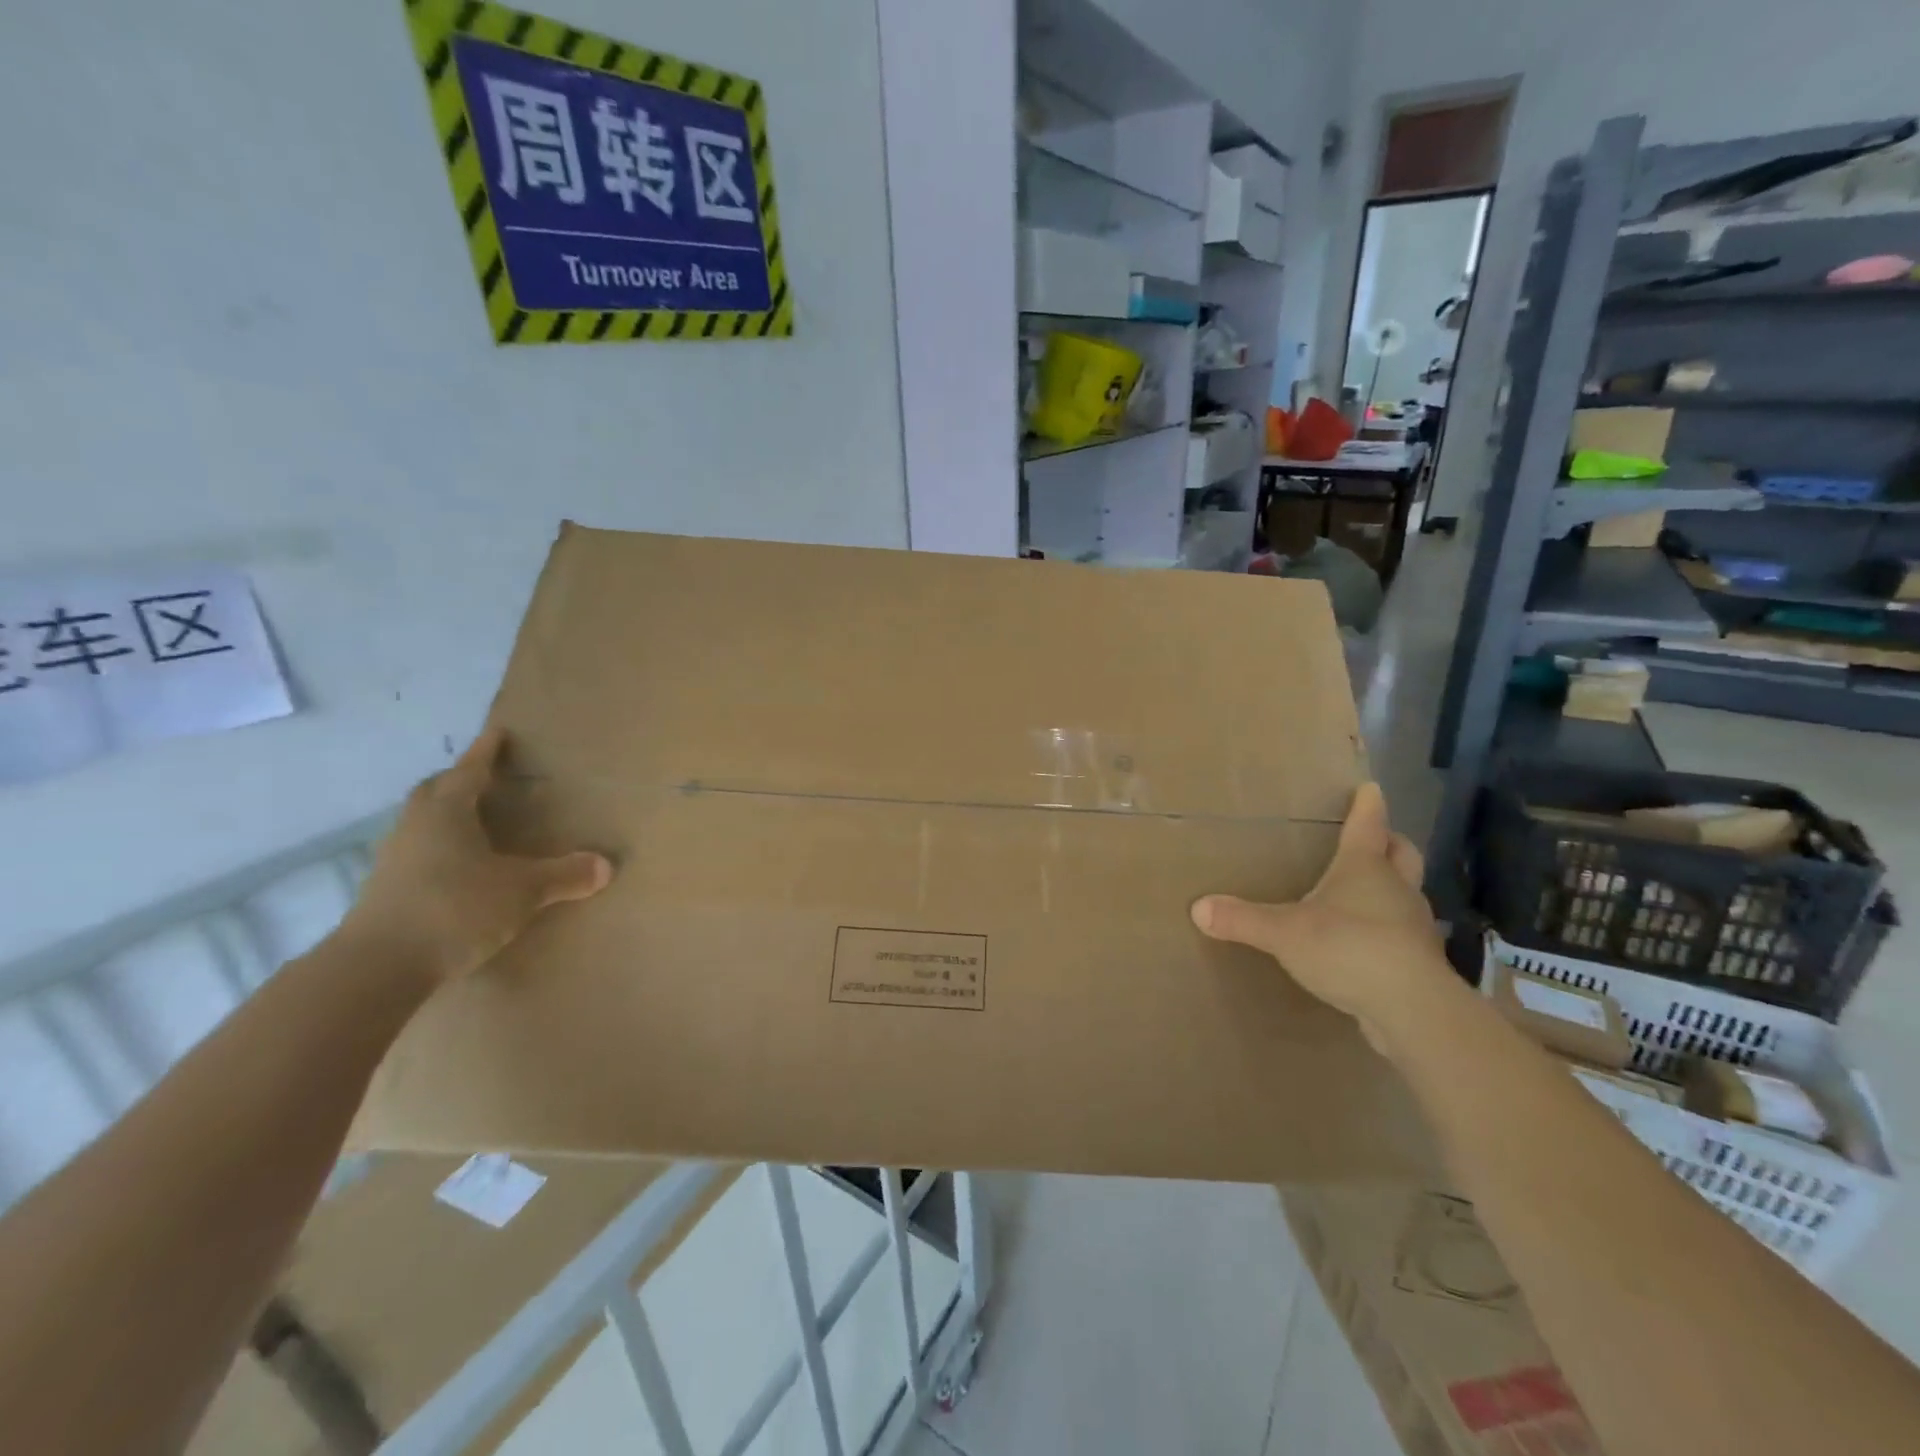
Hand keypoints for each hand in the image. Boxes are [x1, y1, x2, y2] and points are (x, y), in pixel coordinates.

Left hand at [340, 728, 613, 985]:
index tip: (498, 732)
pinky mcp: (384, 890)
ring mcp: (394, 859)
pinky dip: (437, 849)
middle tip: (485, 778)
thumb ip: (564, 876)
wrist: (376, 968)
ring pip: (421, 822)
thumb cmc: (454, 909)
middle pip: (435, 791)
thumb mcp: (522, 891)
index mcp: (446, 812)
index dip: (487, 752)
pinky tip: (455, 868)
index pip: (470, 771)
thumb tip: (605, 865)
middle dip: (459, 780)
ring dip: (445, 815)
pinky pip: (416, 853)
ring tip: (473, 822)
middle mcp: (415, 826)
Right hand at [1190, 783, 1444, 1050]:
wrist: (1412, 1009)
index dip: (1367, 804)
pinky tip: (1365, 943)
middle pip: (1402, 853)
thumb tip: (1197, 908)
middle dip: (1390, 842)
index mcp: (1364, 868)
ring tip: (1364, 893)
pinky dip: (1387, 930)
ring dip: (1391, 888)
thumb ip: (1242, 919)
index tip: (1369, 787)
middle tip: (1375, 838)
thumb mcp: (1284, 932)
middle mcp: (1395, 889)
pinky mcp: (1418, 962)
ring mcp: (1412, 926)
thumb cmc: (1349, 948)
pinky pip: (1401, 934)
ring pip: (1406, 894)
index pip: (1368, 824)